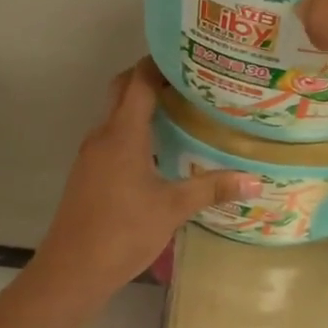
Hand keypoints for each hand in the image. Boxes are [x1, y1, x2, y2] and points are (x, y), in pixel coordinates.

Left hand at [34, 61, 258, 293]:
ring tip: (182, 113)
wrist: (72, 270)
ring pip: (116, 117)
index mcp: (122, 134)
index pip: (139, 81)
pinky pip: (113, 140)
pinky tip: (160, 152)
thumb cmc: (122, 232)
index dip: (160, 63)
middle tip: (190, 83)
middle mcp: (102, 136)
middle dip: (151, 80)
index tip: (190, 57)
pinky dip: (134, 134)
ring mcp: (91, 156)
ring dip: (143, 109)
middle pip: (123, 92)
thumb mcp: (172, 209)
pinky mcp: (88, 175)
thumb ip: (212, 189)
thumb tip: (256, 180)